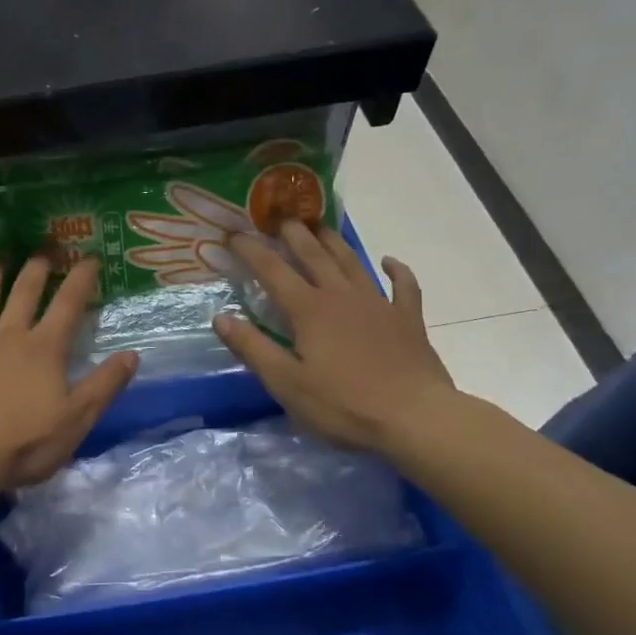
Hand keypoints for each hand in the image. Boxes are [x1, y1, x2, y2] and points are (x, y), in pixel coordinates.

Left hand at [0, 256, 138, 487]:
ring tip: (0, 257)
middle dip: (38, 265)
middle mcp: (9, 334)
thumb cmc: (23, 443)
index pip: (68, 304)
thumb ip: (105, 385)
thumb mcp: (76, 421)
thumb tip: (133, 354)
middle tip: (45, 247)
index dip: (81, 278)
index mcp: (44, 348)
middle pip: (25, 289)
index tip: (90, 257)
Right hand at [213, 223, 456, 450]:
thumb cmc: (343, 404)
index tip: (233, 233)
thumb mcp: (286, 382)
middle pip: (314, 255)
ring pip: (352, 263)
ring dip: (333, 242)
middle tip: (280, 217)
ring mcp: (378, 304)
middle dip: (294, 234)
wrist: (416, 417)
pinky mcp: (408, 320)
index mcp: (309, 309)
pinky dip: (396, 270)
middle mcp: (341, 296)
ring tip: (320, 227)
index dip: (251, 250)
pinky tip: (389, 261)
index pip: (272, 270)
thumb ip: (252, 348)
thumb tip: (220, 317)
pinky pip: (404, 286)